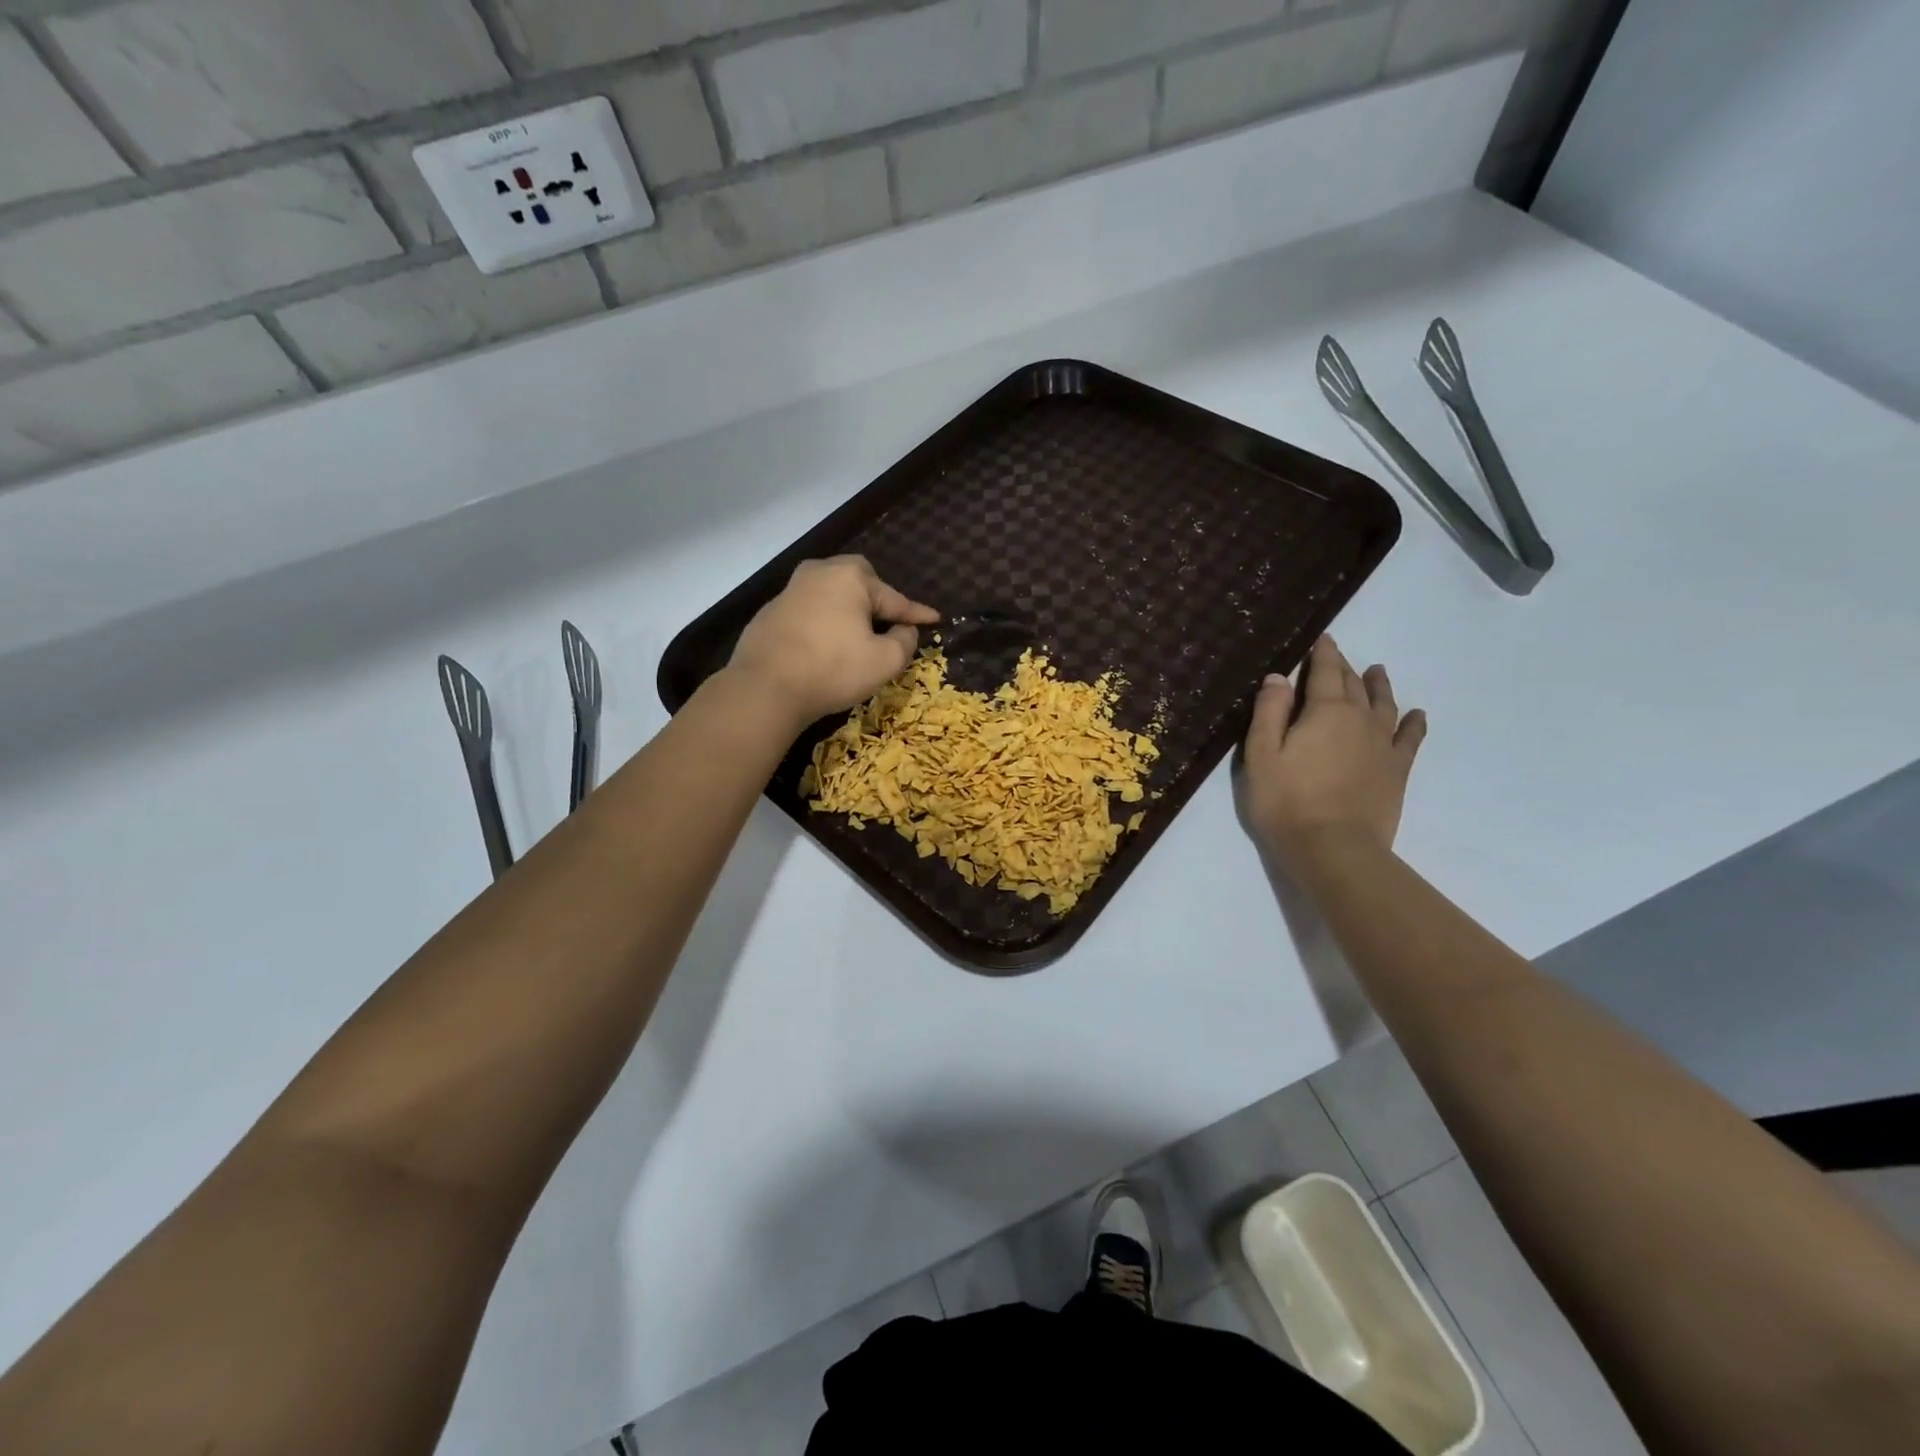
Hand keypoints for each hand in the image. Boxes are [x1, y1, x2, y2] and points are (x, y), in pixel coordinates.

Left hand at [726, 556, 939, 728]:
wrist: (765, 688)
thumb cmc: (833, 670)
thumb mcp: (885, 661)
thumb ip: (905, 640)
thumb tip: (904, 629)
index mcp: (850, 578)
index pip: (894, 599)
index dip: (917, 614)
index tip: (936, 619)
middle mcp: (819, 573)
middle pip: (859, 580)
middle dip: (877, 598)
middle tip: (887, 622)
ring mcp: (790, 590)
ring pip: (831, 593)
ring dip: (847, 609)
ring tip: (856, 634)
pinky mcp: (770, 612)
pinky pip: (809, 610)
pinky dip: (823, 622)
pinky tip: (824, 645)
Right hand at [1243, 636, 1426, 867]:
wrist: (1334, 849)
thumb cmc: (1286, 802)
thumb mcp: (1262, 755)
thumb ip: (1269, 712)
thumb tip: (1278, 677)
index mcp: (1325, 711)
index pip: (1326, 672)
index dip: (1324, 653)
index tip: (1323, 638)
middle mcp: (1360, 719)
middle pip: (1354, 685)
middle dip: (1345, 668)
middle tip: (1338, 657)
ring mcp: (1383, 745)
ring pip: (1384, 705)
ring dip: (1379, 686)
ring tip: (1378, 672)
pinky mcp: (1397, 770)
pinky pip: (1410, 738)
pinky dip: (1413, 723)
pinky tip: (1416, 715)